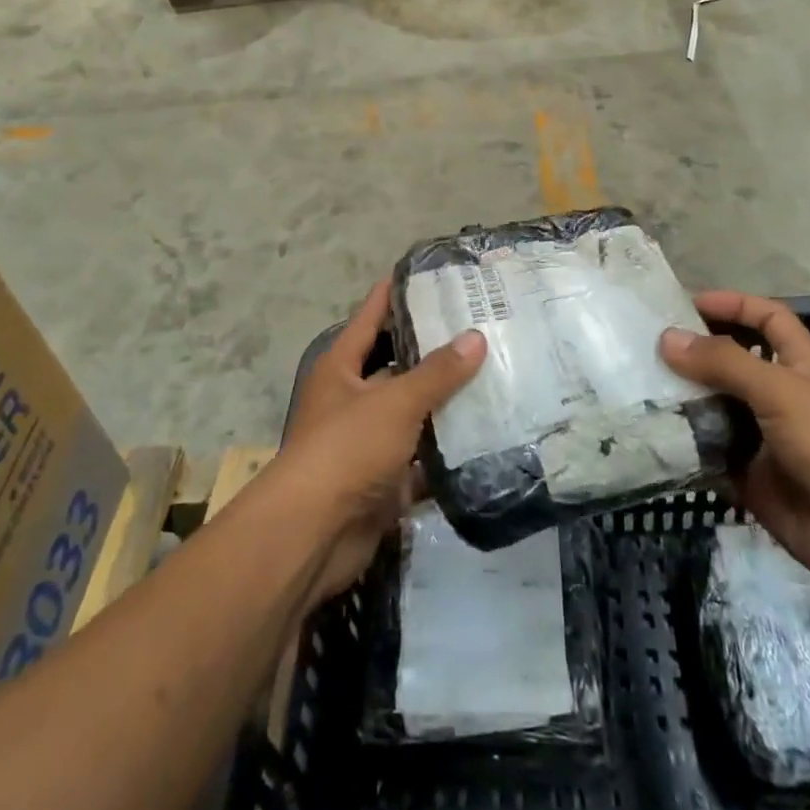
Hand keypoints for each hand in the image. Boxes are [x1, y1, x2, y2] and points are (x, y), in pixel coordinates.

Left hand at [280, 280, 485, 604]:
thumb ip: (437, 372)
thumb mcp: (394, 402)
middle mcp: (352, 396)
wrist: (313, 536)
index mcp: (342, 365)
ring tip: (496, 373)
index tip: (437, 272)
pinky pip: (423, 456)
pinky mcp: (384, 478)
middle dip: (435, 347)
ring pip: (414, 410)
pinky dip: (449, 450)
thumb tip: (476, 336)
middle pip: (398, 362)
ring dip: (447, 400)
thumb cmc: (346, 449)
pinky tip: (489, 434)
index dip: (400, 290)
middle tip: (483, 325)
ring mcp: (368, 439)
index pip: (373, 313)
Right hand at [661, 291, 809, 605]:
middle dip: (696, 353)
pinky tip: (653, 433)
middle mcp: (782, 396)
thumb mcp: (779, 389)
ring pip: (717, 407)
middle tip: (648, 346)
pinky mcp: (750, 476)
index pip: (768, 318)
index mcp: (803, 365)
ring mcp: (765, 438)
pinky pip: (710, 452)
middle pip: (733, 362)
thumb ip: (723, 361)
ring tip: (640, 387)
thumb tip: (666, 338)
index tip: (688, 303)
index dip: (733, 305)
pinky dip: (686, 444)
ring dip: (685, 399)